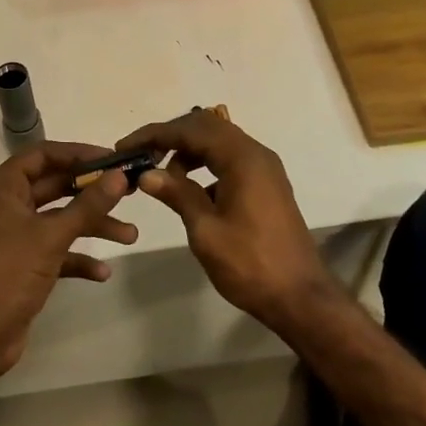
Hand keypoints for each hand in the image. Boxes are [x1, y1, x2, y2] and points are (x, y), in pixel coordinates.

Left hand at [0, 142, 138, 376]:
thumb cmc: (9, 272)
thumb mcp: (52, 235)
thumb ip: (88, 204)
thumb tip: (120, 175)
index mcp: (2, 187)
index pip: (43, 155)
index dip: (79, 153)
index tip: (113, 160)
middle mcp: (6, 204)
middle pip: (54, 186)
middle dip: (92, 192)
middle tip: (129, 191)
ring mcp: (13, 235)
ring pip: (59, 219)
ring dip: (92, 225)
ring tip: (130, 235)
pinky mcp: (21, 263)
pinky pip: (55, 249)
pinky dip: (77, 257)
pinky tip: (103, 272)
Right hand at [116, 112, 338, 333]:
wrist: (300, 297)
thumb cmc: (250, 264)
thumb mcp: (206, 230)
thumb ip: (177, 194)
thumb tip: (147, 174)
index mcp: (242, 158)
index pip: (191, 130)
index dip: (155, 134)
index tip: (126, 146)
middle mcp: (256, 154)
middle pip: (206, 128)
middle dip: (170, 137)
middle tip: (140, 155)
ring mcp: (264, 169)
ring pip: (219, 143)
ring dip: (188, 151)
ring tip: (162, 176)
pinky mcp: (266, 185)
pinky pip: (230, 160)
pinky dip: (205, 165)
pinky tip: (190, 191)